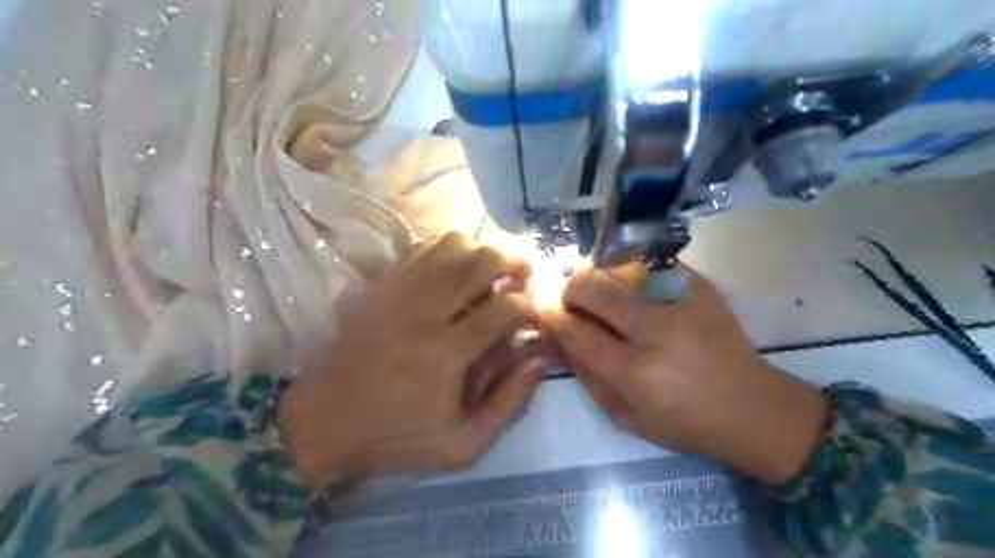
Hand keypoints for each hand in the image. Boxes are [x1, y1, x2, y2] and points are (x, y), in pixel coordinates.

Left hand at [277, 233, 543, 489]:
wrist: (324, 420)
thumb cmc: (396, 435)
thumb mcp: (462, 444)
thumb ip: (507, 403)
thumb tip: (537, 360)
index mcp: (447, 352)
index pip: (502, 309)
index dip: (526, 303)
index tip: (531, 308)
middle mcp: (425, 311)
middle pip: (480, 262)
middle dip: (512, 262)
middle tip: (522, 274)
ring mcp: (399, 290)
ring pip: (451, 245)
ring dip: (480, 252)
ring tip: (489, 269)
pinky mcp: (380, 283)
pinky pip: (422, 248)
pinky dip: (447, 252)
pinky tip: (453, 270)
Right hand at [538, 265, 824, 485]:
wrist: (754, 407)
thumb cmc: (684, 422)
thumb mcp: (624, 416)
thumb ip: (584, 374)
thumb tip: (554, 337)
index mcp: (636, 372)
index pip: (576, 331)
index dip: (551, 317)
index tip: (543, 313)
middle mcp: (657, 329)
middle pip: (592, 287)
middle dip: (571, 291)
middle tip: (576, 305)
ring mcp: (681, 301)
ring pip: (616, 266)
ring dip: (600, 280)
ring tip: (607, 299)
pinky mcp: (699, 285)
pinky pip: (648, 262)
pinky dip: (630, 272)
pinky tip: (636, 291)